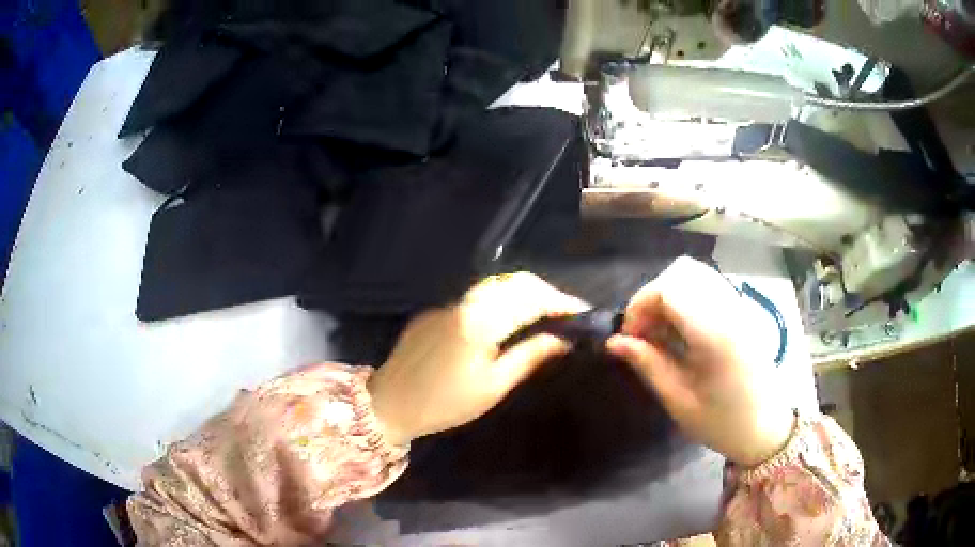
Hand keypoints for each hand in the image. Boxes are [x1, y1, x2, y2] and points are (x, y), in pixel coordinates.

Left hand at [368, 273, 588, 445]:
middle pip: (513, 282)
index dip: (560, 302)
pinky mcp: (433, 312)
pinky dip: (497, 302)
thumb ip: (529, 357)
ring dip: (521, 293)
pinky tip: (505, 320)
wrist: (389, 404)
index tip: (582, 312)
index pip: (530, 299)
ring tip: (542, 313)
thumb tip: (562, 340)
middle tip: (565, 311)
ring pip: (493, 286)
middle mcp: (463, 303)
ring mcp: (445, 305)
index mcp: (479, 323)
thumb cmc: (445, 404)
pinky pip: (473, 298)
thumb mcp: (493, 386)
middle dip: (544, 291)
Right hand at [606, 257, 794, 466]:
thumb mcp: (679, 400)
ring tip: (660, 332)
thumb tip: (615, 342)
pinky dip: (686, 298)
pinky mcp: (741, 310)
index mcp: (715, 332)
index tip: (629, 337)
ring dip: (669, 295)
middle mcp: (729, 308)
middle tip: (643, 333)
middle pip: (681, 271)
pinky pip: (708, 286)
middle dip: (652, 296)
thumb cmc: (722, 422)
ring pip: (695, 274)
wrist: (767, 427)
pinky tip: (682, 331)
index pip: (669, 288)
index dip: (639, 305)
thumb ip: (648, 364)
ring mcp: (738, 306)